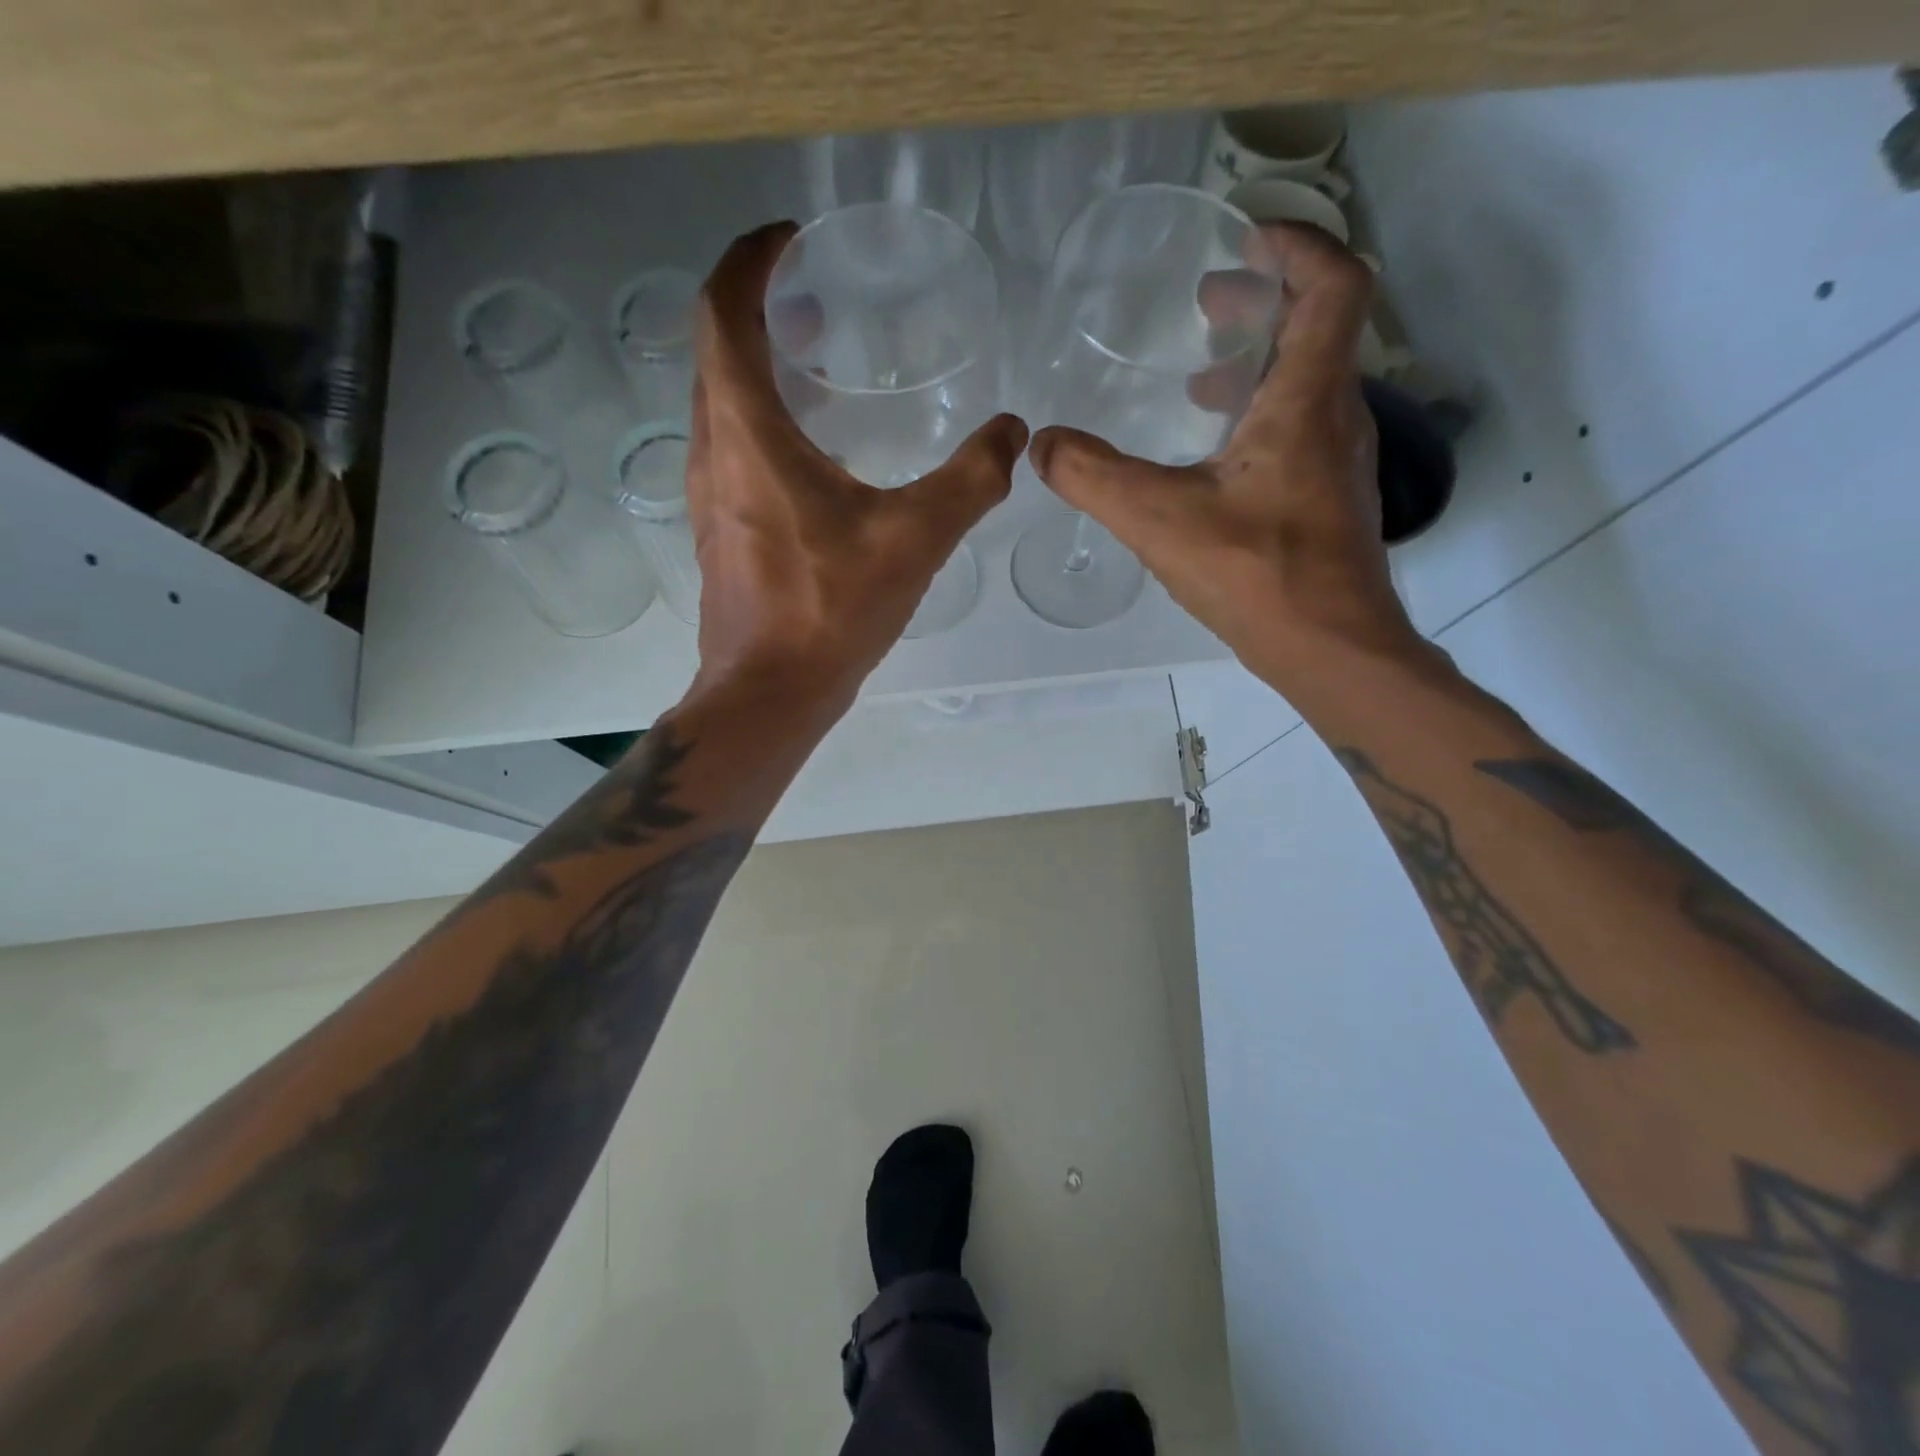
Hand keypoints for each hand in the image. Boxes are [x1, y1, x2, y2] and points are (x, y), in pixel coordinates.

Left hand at [686, 222, 1028, 712]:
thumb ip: (970, 479)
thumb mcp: (914, 539)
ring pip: (718, 402)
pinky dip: (759, 420)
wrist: (770, 693)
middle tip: (813, 302)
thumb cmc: (830, 611)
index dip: (749, 261)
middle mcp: (712, 451)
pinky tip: (811, 453)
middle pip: (714, 351)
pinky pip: (729, 448)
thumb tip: (1014, 434)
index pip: (722, 311)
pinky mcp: (718, 531)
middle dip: (756, 308)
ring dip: (755, 367)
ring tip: (815, 365)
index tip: (788, 240)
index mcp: (747, 432)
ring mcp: (708, 495)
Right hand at [1028, 223, 1423, 694]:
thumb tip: (1040, 445)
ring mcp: (1339, 461)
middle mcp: (1336, 416)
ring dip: (1258, 365)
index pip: (1333, 284)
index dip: (1297, 245)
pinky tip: (1214, 457)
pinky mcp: (1330, 500)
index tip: (1245, 236)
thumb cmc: (1257, 574)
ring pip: (1308, 383)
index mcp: (1306, 399)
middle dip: (1263, 301)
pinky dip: (1260, 416)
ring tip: (1198, 380)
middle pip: (1318, 328)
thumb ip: (1092, 477)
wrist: (1330, 648)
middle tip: (1206, 302)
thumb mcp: (1158, 520)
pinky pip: (1301, 429)